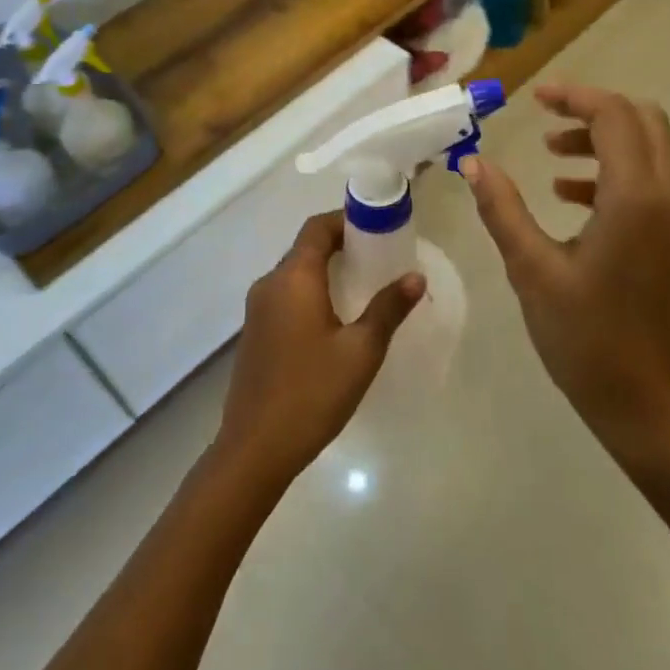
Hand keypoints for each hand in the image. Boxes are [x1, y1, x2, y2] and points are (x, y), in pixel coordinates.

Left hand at [214, 211, 424, 488]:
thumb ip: (388, 309)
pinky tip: (335, 319)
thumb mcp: (360, 351)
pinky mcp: (255, 333)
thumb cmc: (312, 392)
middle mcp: (269, 285)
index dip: (346, 221)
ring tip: (363, 286)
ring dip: (326, 271)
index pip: (317, 228)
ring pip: (294, 274)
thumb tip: (415, 277)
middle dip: (341, 245)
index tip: (378, 228)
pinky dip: (311, 293)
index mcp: (293, 279)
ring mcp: (257, 310)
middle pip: (305, 248)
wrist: (255, 448)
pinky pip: (285, 297)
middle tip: (379, 258)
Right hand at [462, 84, 669, 464]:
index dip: (575, 97)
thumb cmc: (587, 339)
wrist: (650, 406)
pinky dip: (614, 174)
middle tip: (547, 117)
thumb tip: (473, 163)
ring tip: (551, 158)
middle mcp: (669, 199)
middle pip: (644, 122)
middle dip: (594, 110)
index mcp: (636, 198)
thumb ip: (502, 210)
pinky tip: (570, 199)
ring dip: (604, 141)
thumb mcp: (532, 270)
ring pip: (650, 152)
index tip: (534, 99)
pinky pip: (651, 184)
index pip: (615, 116)